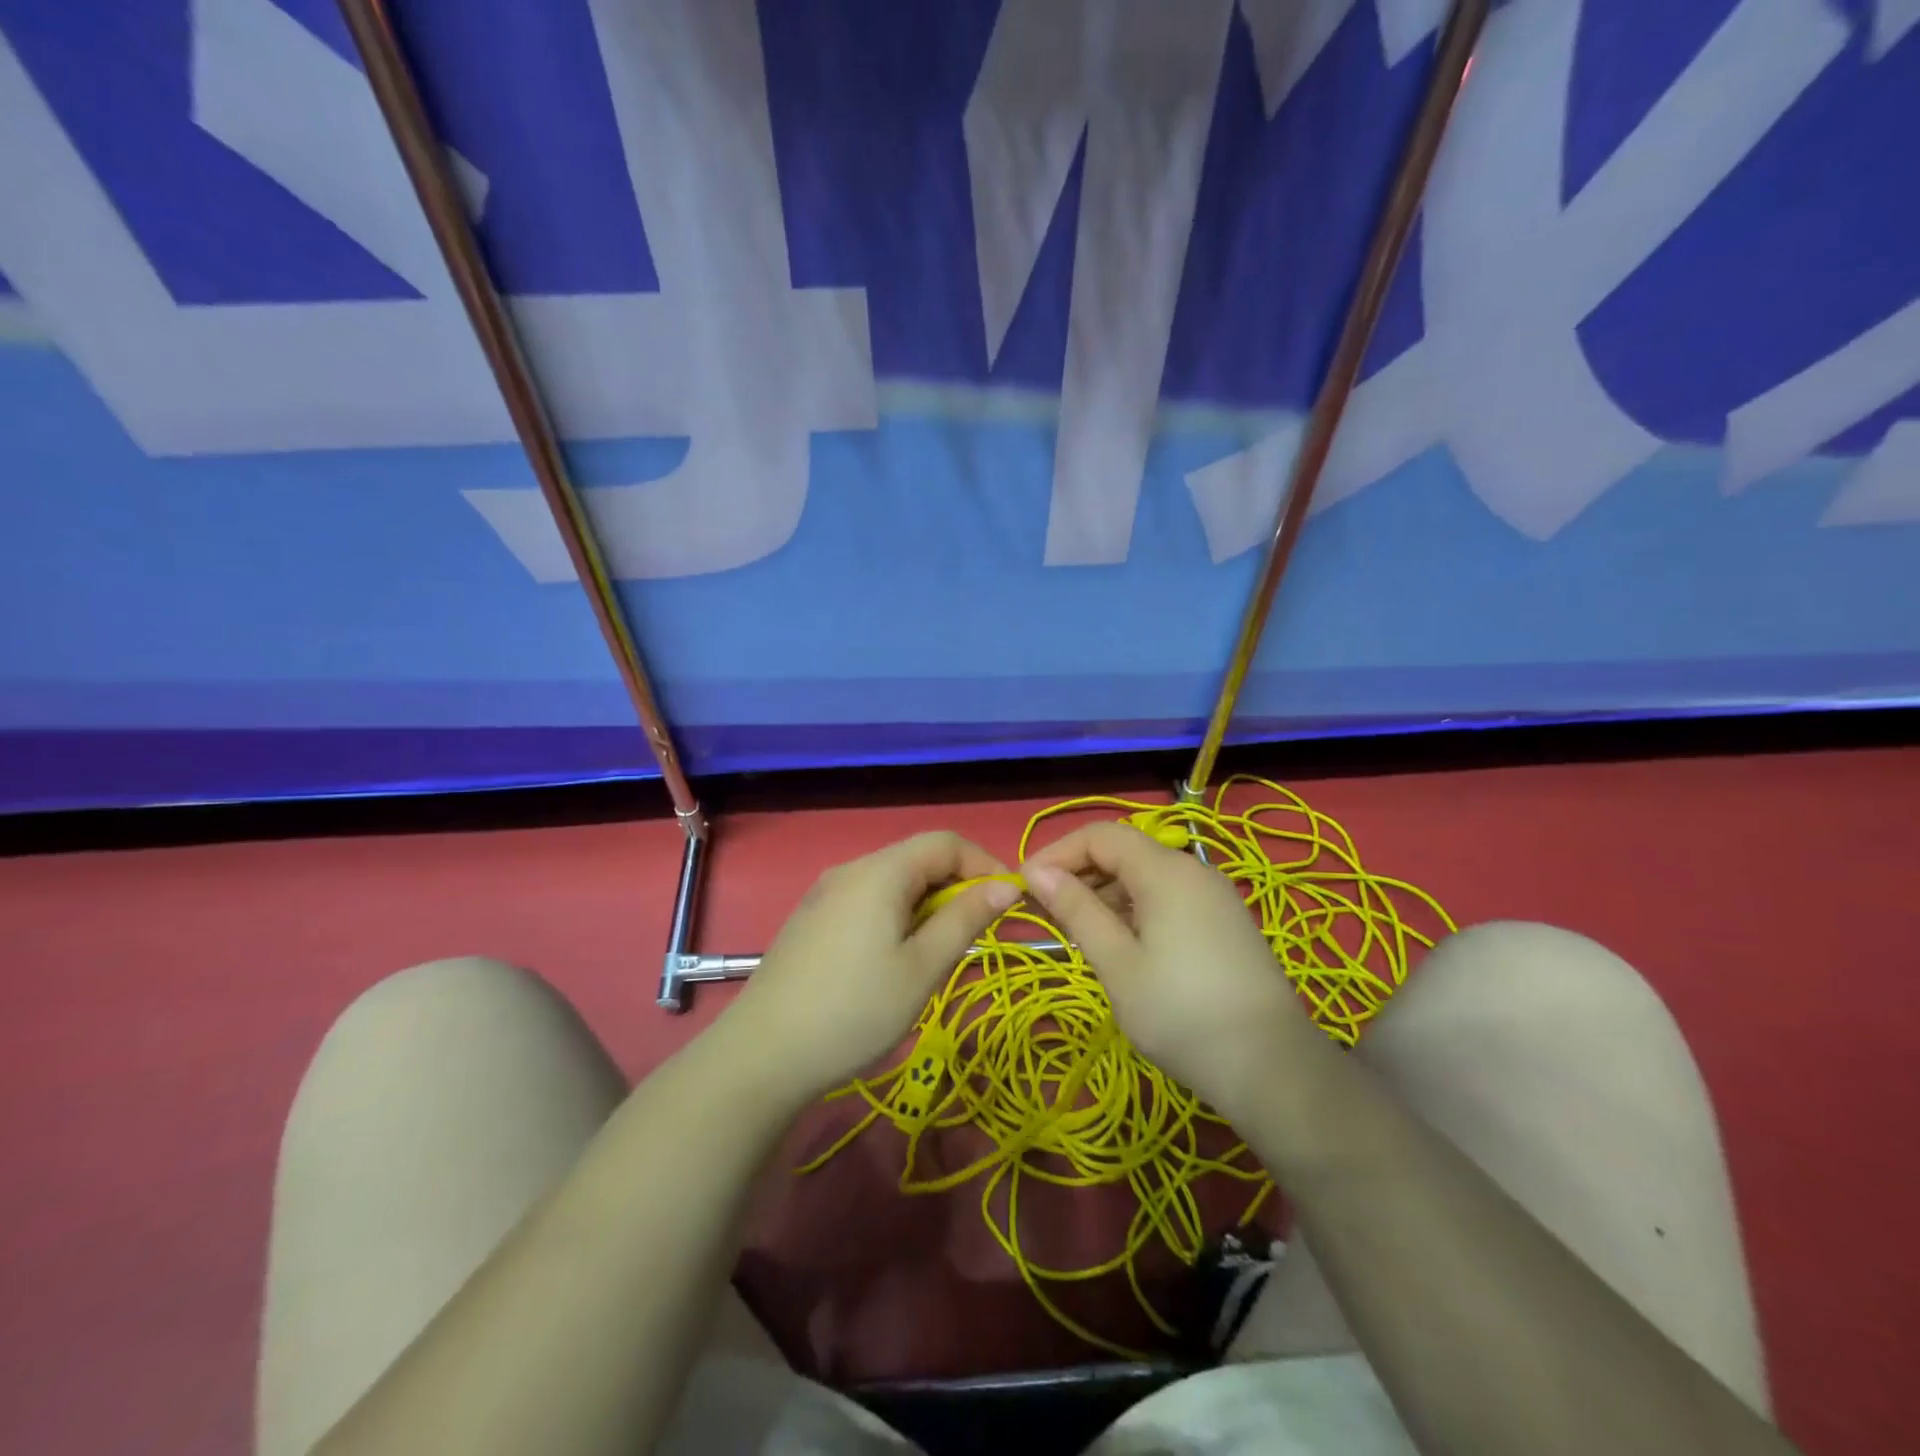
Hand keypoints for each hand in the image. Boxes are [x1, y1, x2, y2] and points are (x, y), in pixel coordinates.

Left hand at [722, 832, 1019, 1102]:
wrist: (762, 1054)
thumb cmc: (854, 1011)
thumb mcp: (922, 968)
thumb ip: (965, 919)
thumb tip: (1006, 885)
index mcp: (880, 872)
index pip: (945, 842)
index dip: (983, 864)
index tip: (1008, 904)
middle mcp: (850, 869)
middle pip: (917, 858)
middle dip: (955, 887)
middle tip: (973, 936)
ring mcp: (825, 892)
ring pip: (893, 880)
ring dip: (927, 904)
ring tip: (935, 953)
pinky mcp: (811, 918)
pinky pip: (867, 899)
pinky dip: (896, 914)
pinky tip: (891, 959)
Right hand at [1022, 822, 1321, 1118]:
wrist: (1272, 1067)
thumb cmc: (1181, 1013)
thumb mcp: (1116, 963)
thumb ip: (1076, 910)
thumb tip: (1037, 873)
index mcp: (1165, 871)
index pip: (1099, 835)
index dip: (1057, 853)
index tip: (1025, 888)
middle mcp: (1192, 869)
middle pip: (1123, 851)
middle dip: (1079, 873)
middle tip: (1047, 914)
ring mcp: (1214, 895)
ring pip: (1145, 875)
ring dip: (1105, 893)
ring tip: (1079, 934)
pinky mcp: (1225, 920)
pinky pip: (1168, 896)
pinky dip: (1134, 908)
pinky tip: (1122, 946)